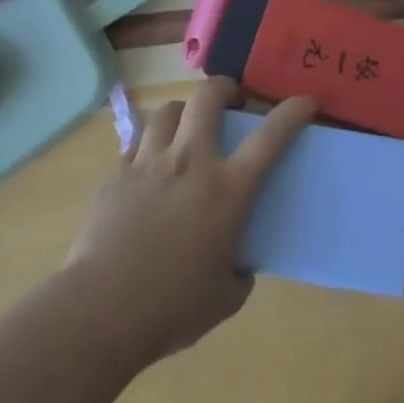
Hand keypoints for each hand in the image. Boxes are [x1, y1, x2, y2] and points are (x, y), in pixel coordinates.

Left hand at [65, 76, 314, 363]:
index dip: (293, 111)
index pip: (271, 136)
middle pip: (209, 97)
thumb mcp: (223, 299)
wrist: (97, 315)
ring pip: (170, 109)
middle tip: (231, 100)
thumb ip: (239, 273)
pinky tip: (150, 166)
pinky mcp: (117, 175)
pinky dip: (150, 144)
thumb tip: (239, 263)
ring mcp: (150, 163)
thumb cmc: (169, 309)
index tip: (306, 101)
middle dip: (225, 87)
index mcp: (227, 190)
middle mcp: (191, 162)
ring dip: (184, 112)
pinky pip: (138, 142)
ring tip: (186, 127)